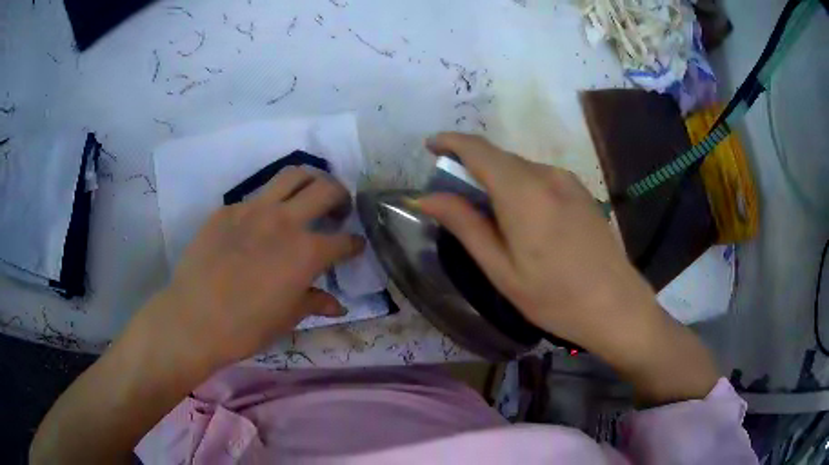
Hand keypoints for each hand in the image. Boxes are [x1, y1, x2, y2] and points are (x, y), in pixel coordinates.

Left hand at [148, 166, 363, 367]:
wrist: (194, 319)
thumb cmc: (246, 327)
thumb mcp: (287, 318)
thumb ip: (315, 303)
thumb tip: (337, 305)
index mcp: (306, 252)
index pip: (343, 241)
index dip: (354, 244)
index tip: (355, 246)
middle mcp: (285, 221)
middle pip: (325, 188)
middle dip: (341, 195)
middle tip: (338, 208)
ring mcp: (253, 209)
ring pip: (292, 175)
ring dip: (309, 180)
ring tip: (308, 195)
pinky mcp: (228, 210)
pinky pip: (255, 197)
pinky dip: (269, 204)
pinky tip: (259, 225)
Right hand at [417, 133, 717, 402]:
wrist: (616, 306)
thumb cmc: (555, 297)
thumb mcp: (502, 270)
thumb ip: (465, 225)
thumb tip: (427, 196)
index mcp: (523, 192)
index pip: (478, 150)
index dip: (450, 142)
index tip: (430, 147)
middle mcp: (547, 175)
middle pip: (499, 158)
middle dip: (470, 168)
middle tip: (454, 200)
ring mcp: (568, 181)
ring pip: (519, 168)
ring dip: (496, 181)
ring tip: (490, 218)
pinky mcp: (581, 192)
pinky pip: (540, 178)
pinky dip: (519, 187)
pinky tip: (523, 221)